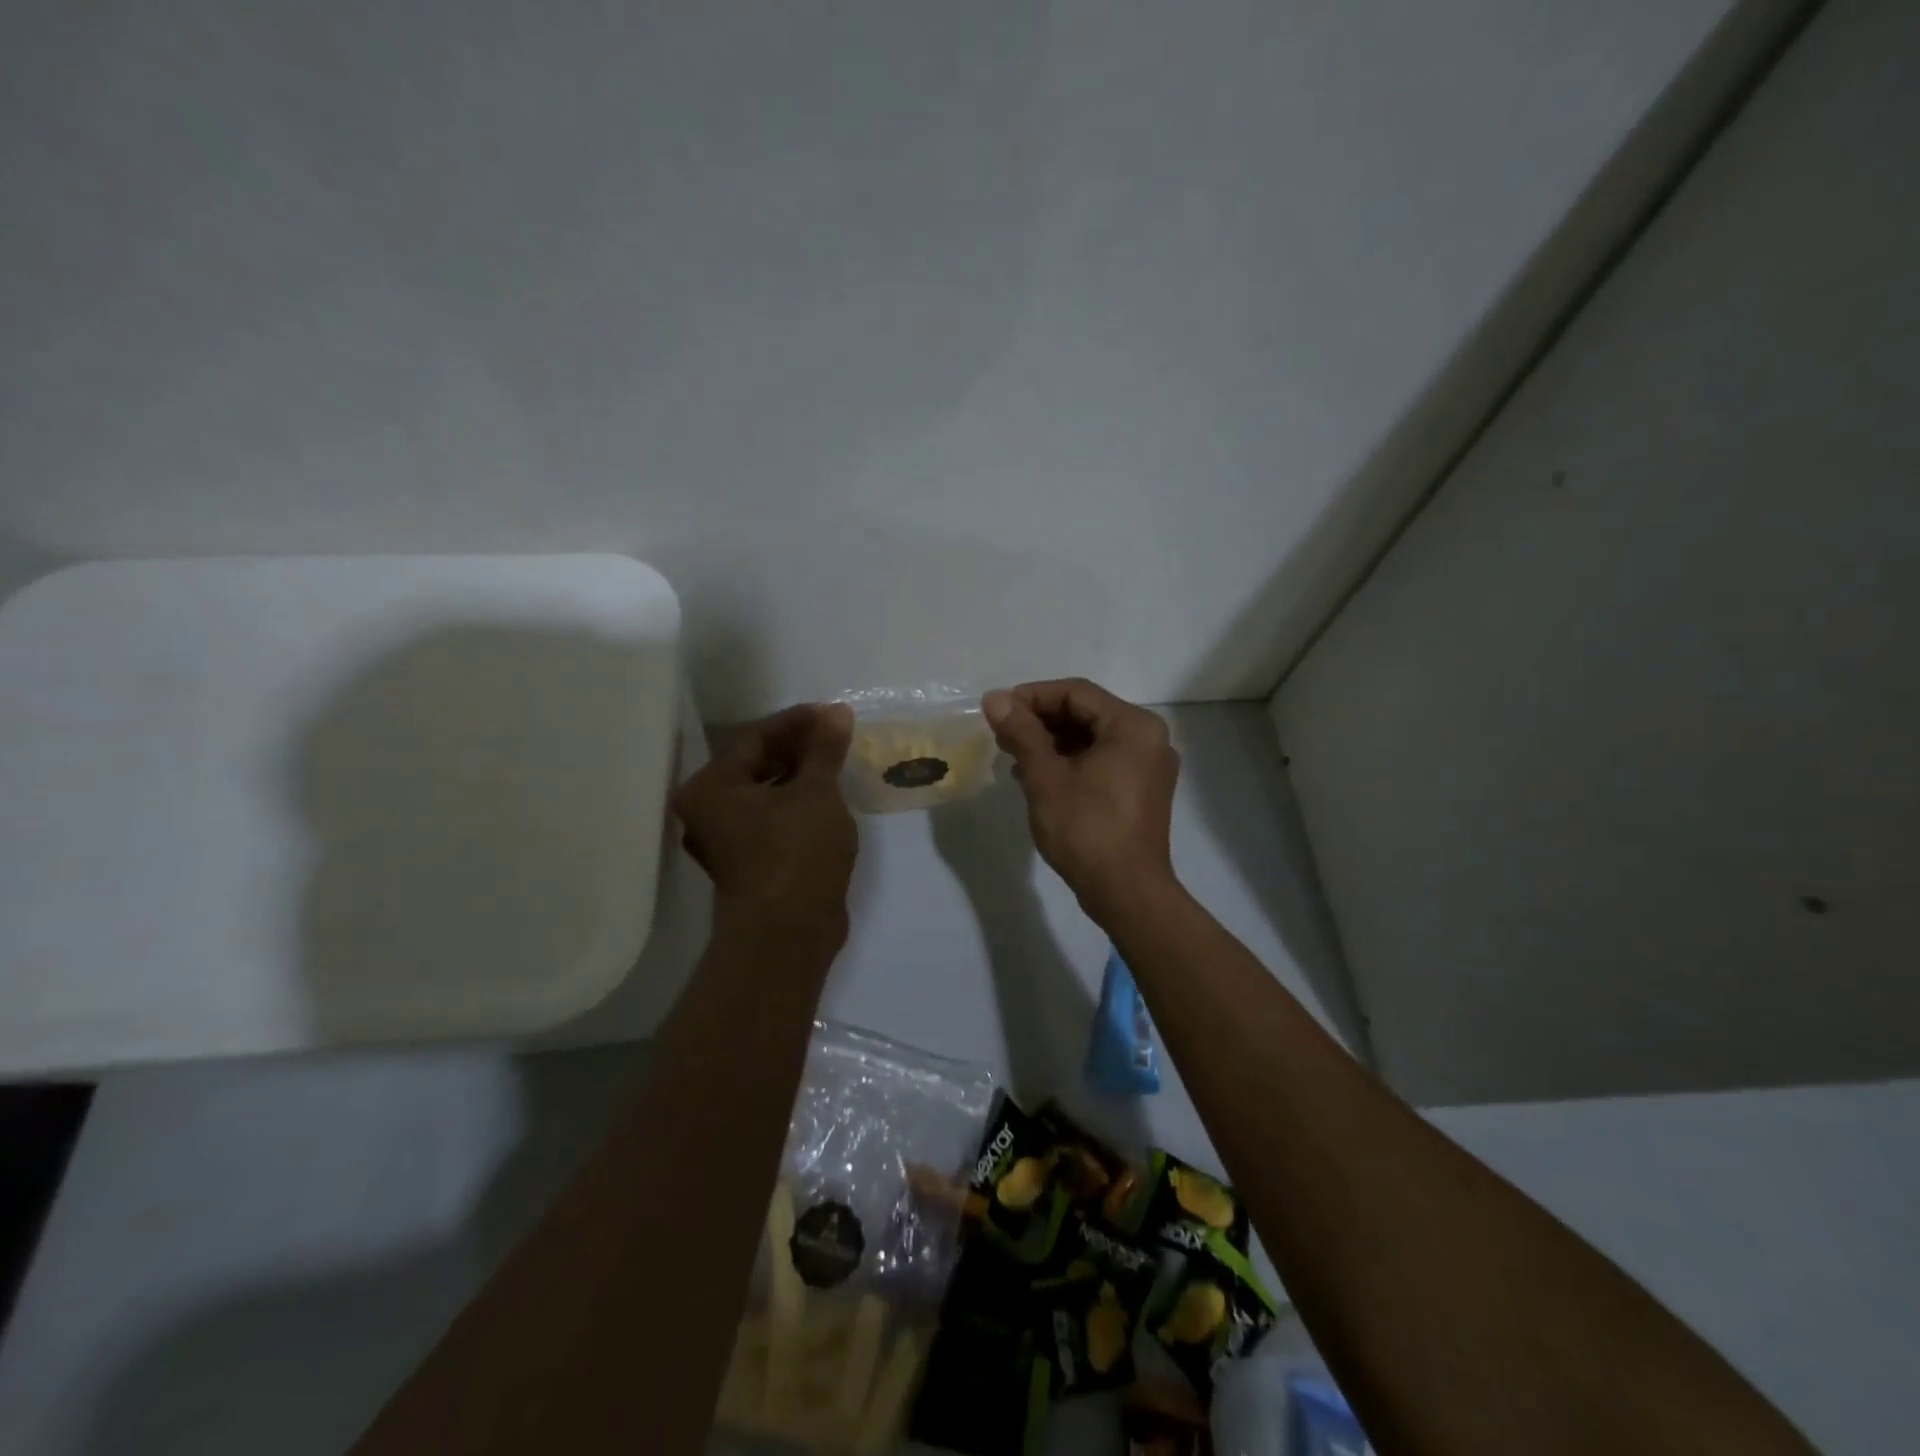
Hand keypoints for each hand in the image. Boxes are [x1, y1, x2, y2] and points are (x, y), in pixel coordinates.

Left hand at [674, 703, 857, 940]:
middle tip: (836, 734)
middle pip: (754, 762)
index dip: (796, 722)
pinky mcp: (749, 859)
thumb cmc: (796, 853)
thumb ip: (823, 749)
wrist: (789, 933)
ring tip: (836, 760)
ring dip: (799, 773)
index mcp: (710, 787)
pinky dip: (796, 800)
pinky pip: (771, 815)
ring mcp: (726, 837)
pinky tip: (826, 794)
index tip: (833, 714)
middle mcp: (708, 809)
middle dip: (798, 746)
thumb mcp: (815, 793)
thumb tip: (837, 713)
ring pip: (764, 790)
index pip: (753, 737)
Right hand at [981, 679, 1179, 923]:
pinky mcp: (1142, 791)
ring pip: (1092, 738)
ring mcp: (1149, 766)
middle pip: (1086, 713)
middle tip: (1002, 734)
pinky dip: (1071, 762)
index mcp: (1133, 726)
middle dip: (1040, 721)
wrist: (1127, 893)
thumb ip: (1021, 732)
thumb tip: (995, 698)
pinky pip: (1102, 761)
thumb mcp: (1046, 777)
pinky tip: (1038, 777)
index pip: (1076, 693)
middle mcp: (1149, 738)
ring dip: (1052, 743)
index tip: (997, 710)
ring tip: (1013, 757)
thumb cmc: (1086, 830)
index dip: (1032, 696)